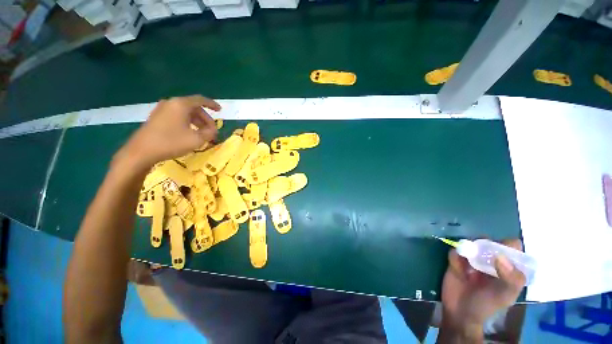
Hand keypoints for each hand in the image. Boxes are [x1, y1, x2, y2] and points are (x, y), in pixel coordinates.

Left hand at [116, 95, 219, 169]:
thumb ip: (209, 133)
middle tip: (212, 130)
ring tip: (203, 134)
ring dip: (197, 122)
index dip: (212, 105)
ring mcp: (162, 110)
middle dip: (205, 119)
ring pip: (185, 112)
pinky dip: (187, 122)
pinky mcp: (157, 117)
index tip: (220, 111)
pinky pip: (177, 116)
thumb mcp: (196, 139)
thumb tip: (214, 130)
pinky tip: (190, 133)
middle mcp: (171, 103)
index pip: (200, 100)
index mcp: (181, 105)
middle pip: (194, 107)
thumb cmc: (171, 142)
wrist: (141, 152)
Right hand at [439, 239, 525, 341]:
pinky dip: (455, 257)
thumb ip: (511, 279)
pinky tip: (457, 269)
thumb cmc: (487, 305)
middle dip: (484, 245)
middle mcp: (491, 259)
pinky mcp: (456, 259)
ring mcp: (472, 258)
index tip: (499, 253)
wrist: (459, 312)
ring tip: (468, 264)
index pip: (512, 246)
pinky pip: (455, 251)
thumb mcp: (505, 296)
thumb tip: (500, 256)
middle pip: (490, 241)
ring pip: (471, 242)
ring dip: (468, 249)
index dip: (507, 245)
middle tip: (480, 257)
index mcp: (507, 267)